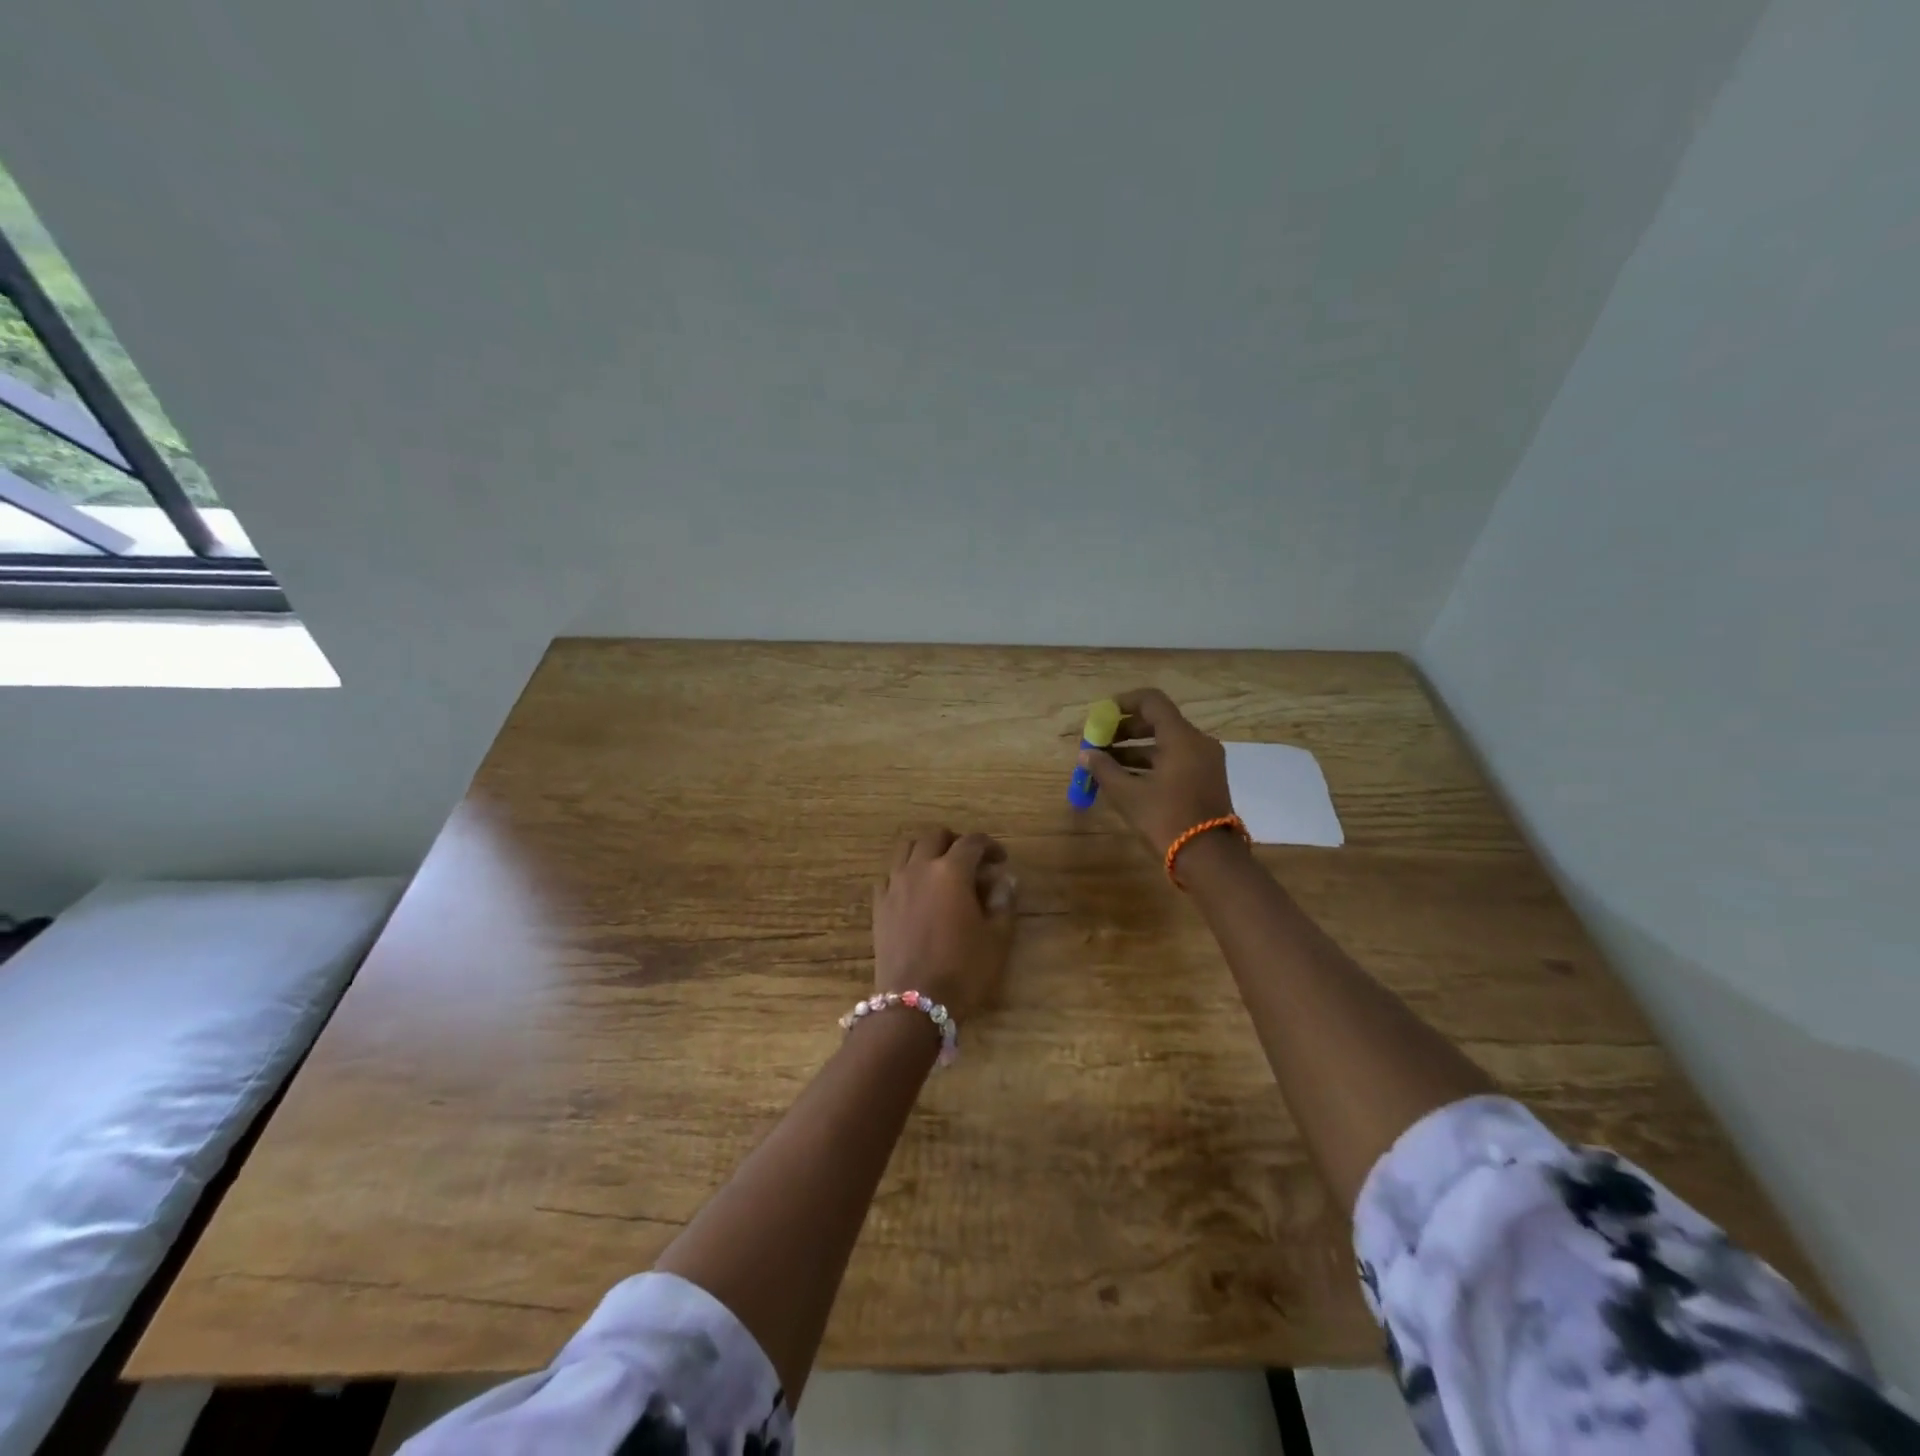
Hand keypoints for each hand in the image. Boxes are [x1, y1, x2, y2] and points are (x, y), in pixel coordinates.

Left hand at [872, 829, 1016, 1021]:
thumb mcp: (996, 938)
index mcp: (951, 872)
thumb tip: (1004, 879)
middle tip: (970, 860)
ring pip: (907, 849)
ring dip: (926, 850)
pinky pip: (890, 874)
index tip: (1000, 860)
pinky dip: (905, 872)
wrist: (914, 1003)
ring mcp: (895, 885)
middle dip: (955, 842)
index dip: (990, 846)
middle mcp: (920, 868)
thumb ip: (1003, 902)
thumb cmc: (963, 970)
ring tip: (940, 868)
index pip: (972, 843)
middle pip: (935, 837)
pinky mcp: (879, 904)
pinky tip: (916, 890)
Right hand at [1080, 688, 1236, 858]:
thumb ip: (1104, 769)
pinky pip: (1175, 760)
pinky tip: (1126, 779)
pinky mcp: (1206, 779)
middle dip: (1125, 730)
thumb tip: (1085, 754)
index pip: (1151, 701)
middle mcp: (1197, 742)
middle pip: (1157, 722)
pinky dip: (1150, 763)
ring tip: (1105, 764)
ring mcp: (1205, 762)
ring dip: (1135, 749)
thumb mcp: (1129, 795)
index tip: (1101, 715)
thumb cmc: (1167, 819)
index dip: (1123, 703)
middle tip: (1099, 742)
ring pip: (1165, 743)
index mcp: (1181, 738)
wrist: (1209, 858)